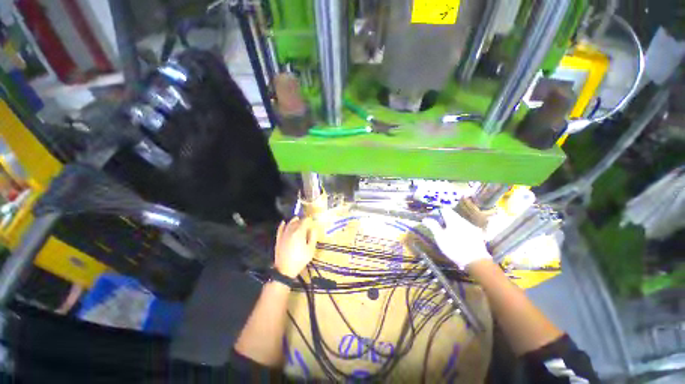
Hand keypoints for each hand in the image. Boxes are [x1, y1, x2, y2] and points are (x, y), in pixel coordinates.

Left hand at [274, 217, 320, 277]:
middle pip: (296, 222)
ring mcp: (283, 235)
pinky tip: (283, 222)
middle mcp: (291, 231)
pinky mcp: (278, 239)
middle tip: (306, 221)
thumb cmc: (300, 260)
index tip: (311, 219)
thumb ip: (313, 237)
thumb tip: (313, 229)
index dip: (308, 219)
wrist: (285, 270)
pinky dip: (282, 225)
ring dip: (293, 221)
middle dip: (302, 220)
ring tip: (297, 219)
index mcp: (299, 232)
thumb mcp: (311, 250)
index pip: (304, 221)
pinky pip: (280, 229)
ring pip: (289, 224)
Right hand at [422, 208, 490, 269]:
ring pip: (459, 221)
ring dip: (453, 224)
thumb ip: (433, 226)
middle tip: (439, 226)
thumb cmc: (454, 248)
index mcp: (453, 220)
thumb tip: (425, 219)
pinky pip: (466, 228)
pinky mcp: (477, 234)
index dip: (438, 212)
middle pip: (453, 215)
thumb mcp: (440, 237)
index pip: (445, 209)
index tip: (433, 217)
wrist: (475, 261)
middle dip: (445, 219)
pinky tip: (458, 238)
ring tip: (448, 233)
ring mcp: (471, 227)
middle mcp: (463, 221)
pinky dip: (460, 230)